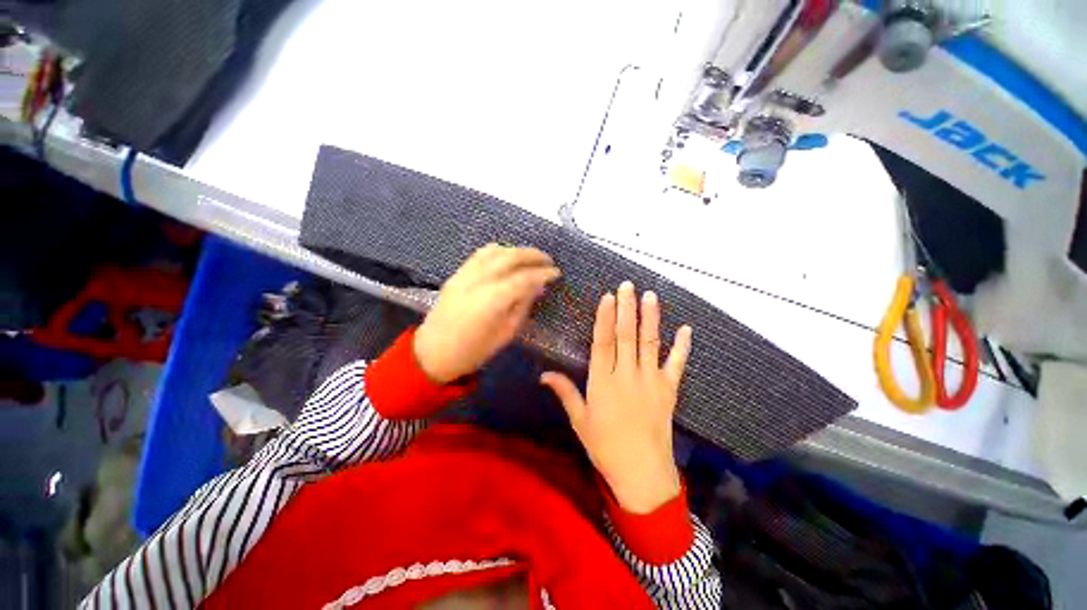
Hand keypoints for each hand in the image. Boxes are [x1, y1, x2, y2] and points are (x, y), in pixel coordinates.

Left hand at [414, 244, 559, 383]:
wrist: (433, 353)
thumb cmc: (473, 351)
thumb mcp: (505, 334)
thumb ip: (522, 306)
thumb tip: (537, 288)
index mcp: (492, 299)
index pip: (524, 278)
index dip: (543, 274)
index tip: (557, 273)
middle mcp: (479, 280)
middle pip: (510, 257)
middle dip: (533, 255)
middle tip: (549, 260)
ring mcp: (465, 274)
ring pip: (495, 251)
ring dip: (516, 250)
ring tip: (530, 258)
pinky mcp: (457, 274)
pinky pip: (480, 254)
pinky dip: (498, 251)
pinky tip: (507, 257)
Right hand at [541, 281, 691, 513]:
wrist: (642, 473)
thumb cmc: (605, 446)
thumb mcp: (580, 420)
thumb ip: (565, 392)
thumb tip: (543, 374)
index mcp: (603, 382)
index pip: (603, 342)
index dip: (605, 318)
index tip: (608, 297)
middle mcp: (627, 375)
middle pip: (626, 336)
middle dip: (627, 308)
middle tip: (628, 286)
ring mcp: (651, 381)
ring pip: (649, 343)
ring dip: (650, 318)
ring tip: (650, 296)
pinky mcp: (669, 390)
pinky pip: (676, 364)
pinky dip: (682, 347)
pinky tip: (686, 329)